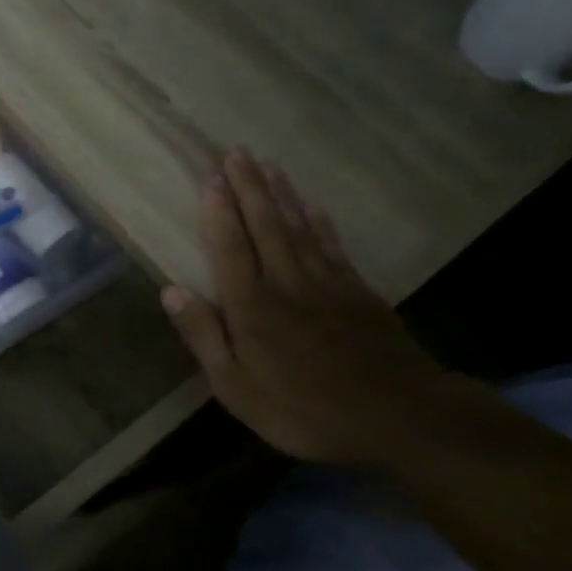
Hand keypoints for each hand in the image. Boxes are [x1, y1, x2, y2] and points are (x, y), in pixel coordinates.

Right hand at [161, 150, 467, 465]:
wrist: (401, 418)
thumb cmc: (304, 409)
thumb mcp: (236, 388)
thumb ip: (204, 336)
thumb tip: (170, 291)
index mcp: (251, 306)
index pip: (229, 247)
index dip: (218, 211)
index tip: (211, 177)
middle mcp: (286, 283)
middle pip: (264, 225)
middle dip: (249, 187)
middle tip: (237, 152)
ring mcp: (327, 284)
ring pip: (298, 227)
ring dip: (281, 193)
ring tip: (267, 165)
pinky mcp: (358, 292)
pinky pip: (332, 244)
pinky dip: (318, 220)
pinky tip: (310, 204)